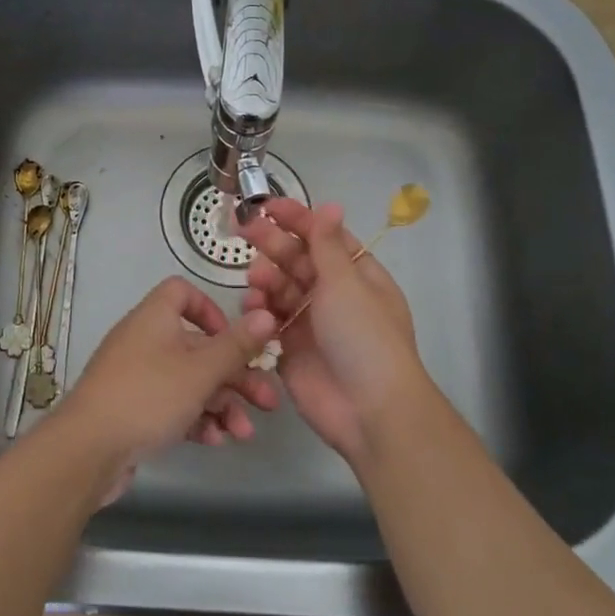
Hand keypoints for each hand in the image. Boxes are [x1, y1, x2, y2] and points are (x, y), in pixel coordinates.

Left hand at [53, 277, 278, 498]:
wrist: (88, 449)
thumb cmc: (148, 396)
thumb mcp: (200, 371)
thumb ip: (236, 345)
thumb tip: (268, 313)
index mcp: (155, 317)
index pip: (182, 292)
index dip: (211, 310)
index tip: (234, 338)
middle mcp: (144, 340)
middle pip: (197, 346)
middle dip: (234, 374)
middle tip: (267, 402)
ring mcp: (136, 376)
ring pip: (188, 381)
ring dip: (221, 403)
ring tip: (244, 433)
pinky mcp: (132, 409)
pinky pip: (171, 404)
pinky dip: (195, 419)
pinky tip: (215, 441)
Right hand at [239, 200, 428, 462]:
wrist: (369, 410)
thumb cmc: (364, 337)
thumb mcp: (347, 283)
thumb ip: (328, 245)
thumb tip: (331, 204)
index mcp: (357, 275)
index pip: (324, 237)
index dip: (297, 220)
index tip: (267, 207)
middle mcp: (334, 295)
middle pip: (298, 260)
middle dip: (273, 244)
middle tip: (245, 230)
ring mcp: (311, 323)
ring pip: (281, 289)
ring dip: (266, 278)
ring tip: (255, 280)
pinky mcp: (291, 350)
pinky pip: (270, 321)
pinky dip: (260, 311)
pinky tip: (252, 307)